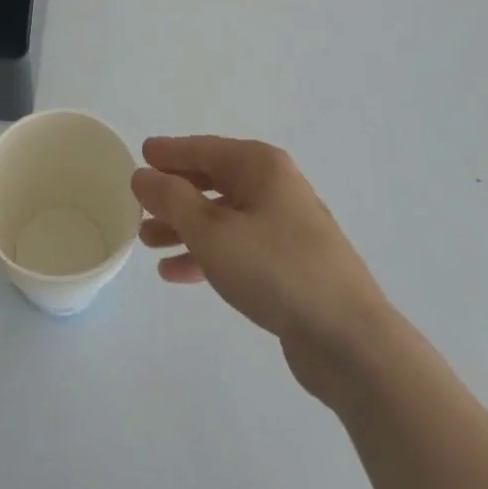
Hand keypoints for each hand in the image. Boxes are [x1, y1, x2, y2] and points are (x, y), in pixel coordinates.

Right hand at [133, 136, 394, 405]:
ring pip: (222, 216)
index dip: (170, 152)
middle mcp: (274, 187)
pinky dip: (207, 254)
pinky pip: (236, 247)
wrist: (348, 339)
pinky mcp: (288, 263)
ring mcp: (284, 226)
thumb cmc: (275, 269)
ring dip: (185, 227)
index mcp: (260, 166)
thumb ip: (172, 200)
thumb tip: (143, 174)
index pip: (204, 149)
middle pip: (213, 181)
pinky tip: (176, 274)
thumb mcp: (212, 232)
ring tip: (148, 242)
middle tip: (139, 205)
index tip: (140, 155)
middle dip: (174, 194)